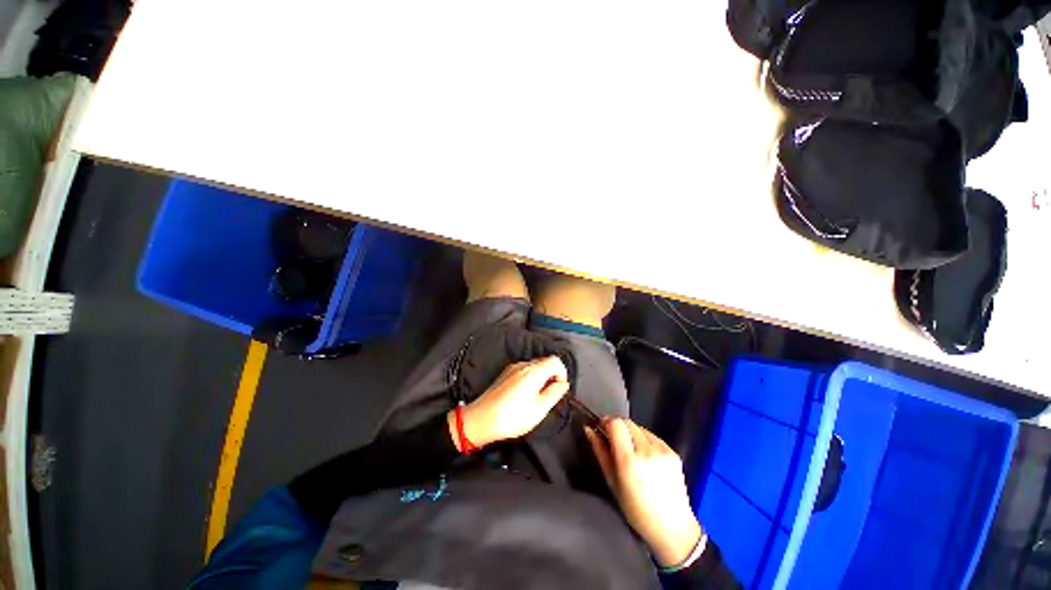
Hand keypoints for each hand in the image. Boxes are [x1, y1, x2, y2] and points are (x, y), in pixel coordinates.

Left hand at [447, 356, 569, 448]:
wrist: (480, 419)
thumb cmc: (511, 417)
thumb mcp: (538, 410)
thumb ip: (554, 394)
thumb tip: (564, 383)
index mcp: (534, 371)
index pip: (555, 360)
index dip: (562, 373)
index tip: (559, 389)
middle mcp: (523, 364)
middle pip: (545, 361)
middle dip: (552, 375)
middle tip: (549, 395)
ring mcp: (513, 367)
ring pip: (534, 366)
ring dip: (541, 377)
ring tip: (536, 397)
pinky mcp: (505, 373)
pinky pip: (524, 370)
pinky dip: (531, 377)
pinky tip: (524, 395)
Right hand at [586, 418, 703, 567]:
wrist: (673, 528)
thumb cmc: (636, 510)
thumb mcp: (612, 482)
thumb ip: (600, 451)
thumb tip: (589, 429)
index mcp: (629, 460)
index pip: (615, 423)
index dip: (605, 422)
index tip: (600, 427)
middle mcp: (647, 451)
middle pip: (627, 422)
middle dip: (616, 426)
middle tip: (611, 438)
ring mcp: (662, 450)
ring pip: (639, 427)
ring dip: (630, 433)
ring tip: (630, 451)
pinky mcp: (673, 452)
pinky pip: (652, 436)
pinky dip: (644, 440)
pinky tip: (644, 457)